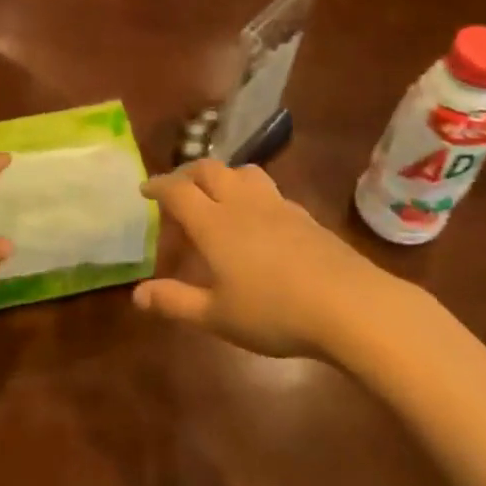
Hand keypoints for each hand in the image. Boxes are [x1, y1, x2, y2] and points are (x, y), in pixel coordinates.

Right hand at [134, 158, 390, 358]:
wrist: (348, 304)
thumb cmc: (274, 312)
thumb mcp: (217, 316)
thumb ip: (175, 302)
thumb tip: (137, 295)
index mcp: (213, 223)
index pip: (177, 190)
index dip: (158, 185)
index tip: (145, 189)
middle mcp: (241, 203)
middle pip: (209, 170)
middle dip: (188, 173)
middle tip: (178, 189)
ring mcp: (277, 205)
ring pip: (243, 172)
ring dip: (223, 175)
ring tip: (218, 194)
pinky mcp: (304, 215)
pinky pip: (270, 190)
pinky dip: (252, 193)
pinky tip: (259, 217)